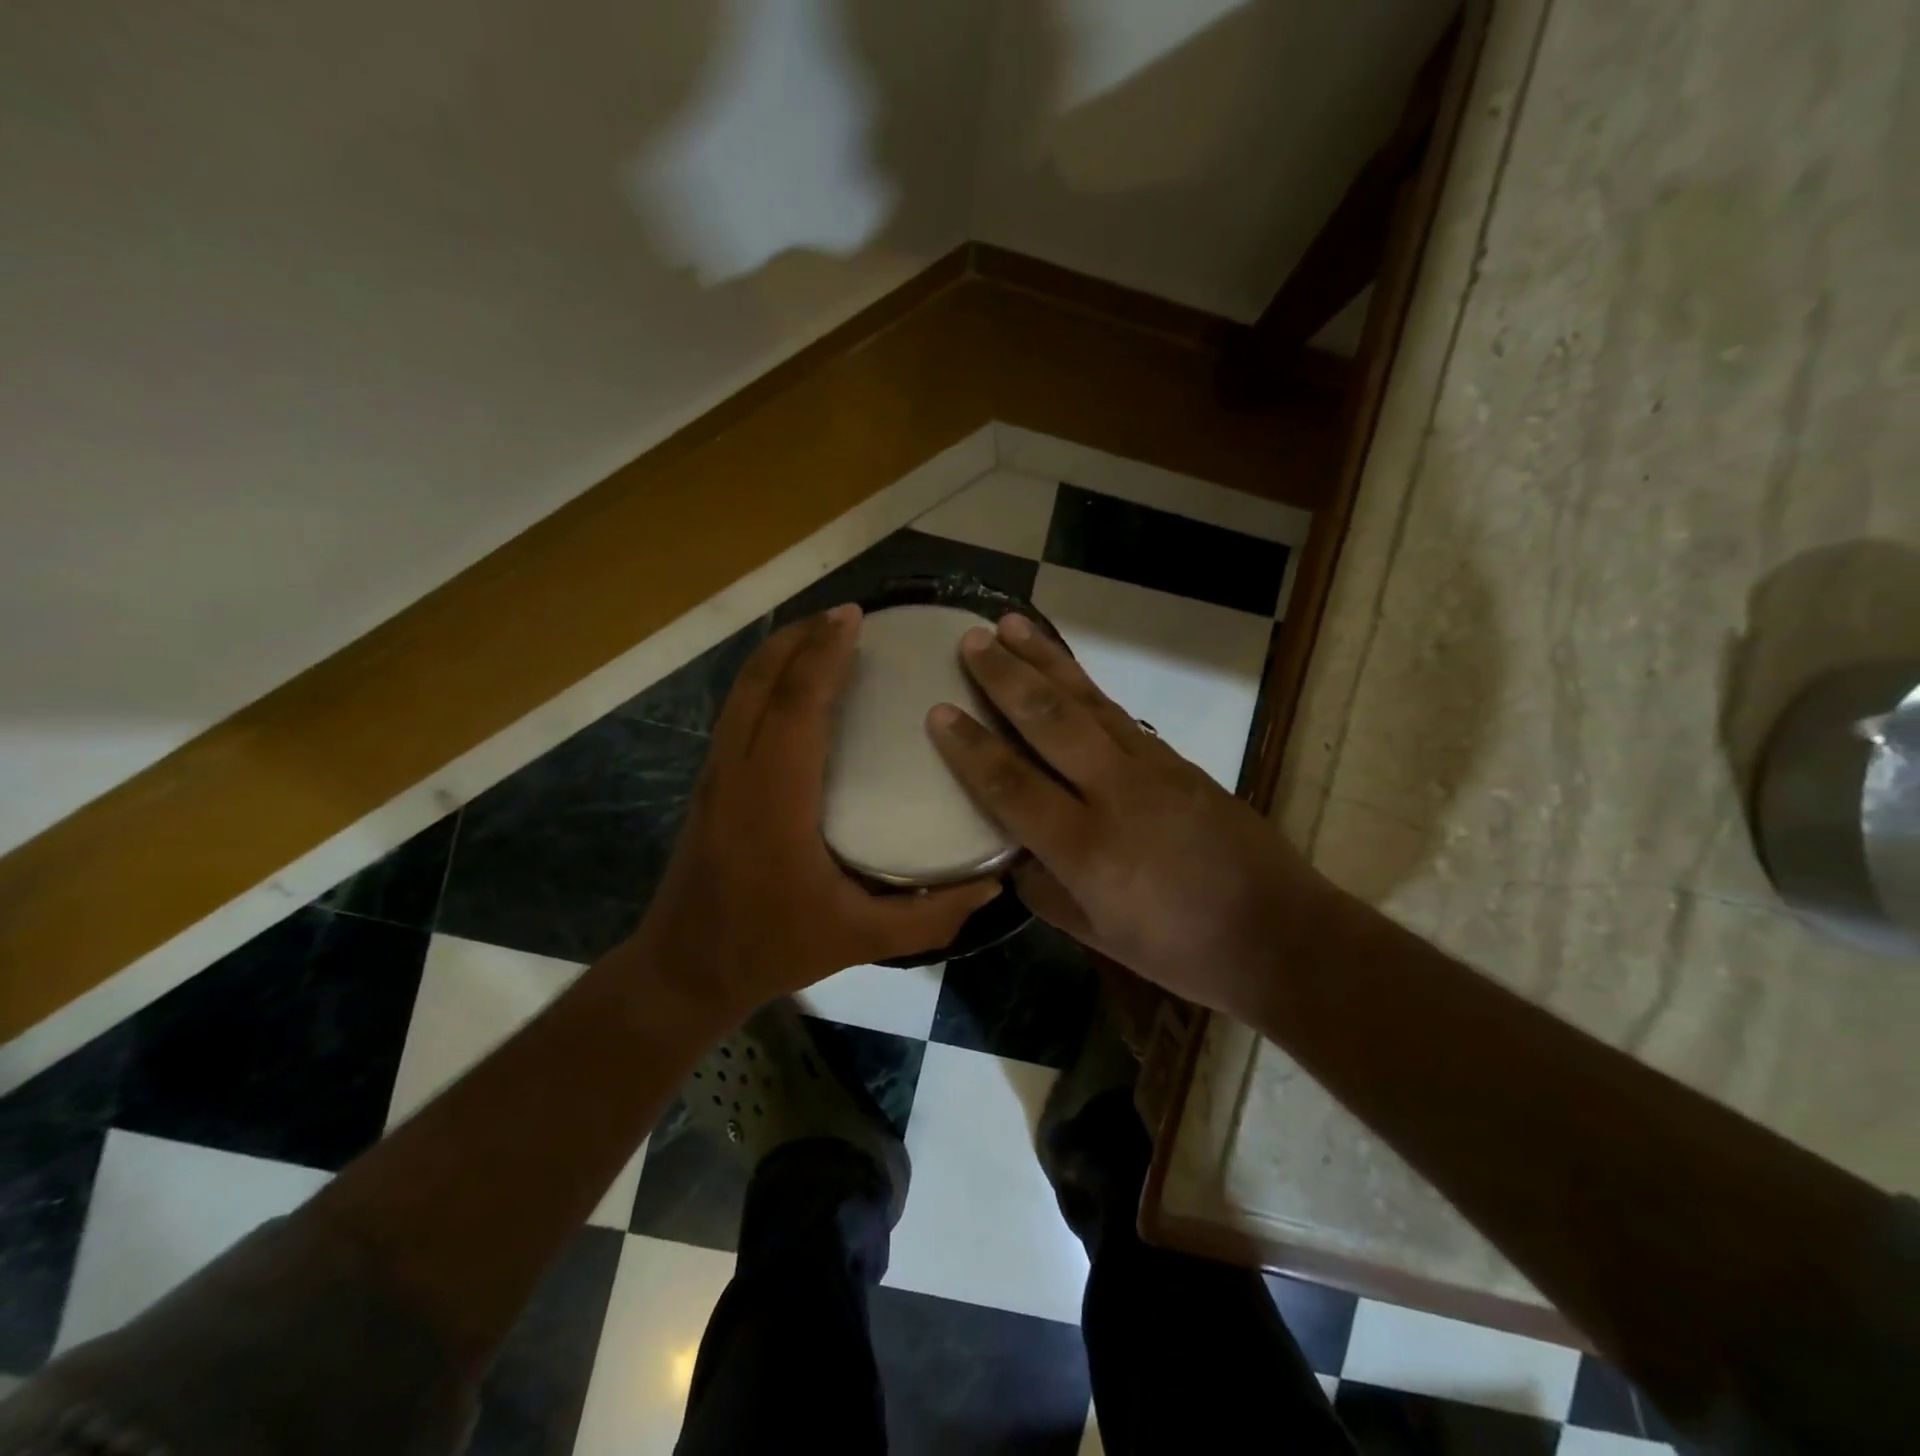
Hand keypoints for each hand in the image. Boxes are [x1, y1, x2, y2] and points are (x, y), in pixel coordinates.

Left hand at [634, 607, 997, 1020]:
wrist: (684, 970)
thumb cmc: (772, 947)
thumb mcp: (860, 939)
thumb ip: (931, 915)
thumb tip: (994, 884)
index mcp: (774, 799)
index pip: (796, 706)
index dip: (824, 655)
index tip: (854, 617)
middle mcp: (738, 772)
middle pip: (760, 681)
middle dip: (799, 636)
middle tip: (846, 613)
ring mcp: (716, 774)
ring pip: (741, 691)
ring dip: (778, 653)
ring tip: (820, 633)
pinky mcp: (710, 783)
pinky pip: (736, 710)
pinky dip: (764, 679)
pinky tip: (791, 683)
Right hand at [926, 614, 1333, 1019]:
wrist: (1279, 933)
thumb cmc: (1182, 950)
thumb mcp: (1099, 936)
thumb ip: (1045, 890)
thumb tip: (1009, 855)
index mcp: (1087, 849)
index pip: (1012, 785)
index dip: (971, 748)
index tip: (938, 710)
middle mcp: (1115, 793)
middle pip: (1049, 721)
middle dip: (1004, 676)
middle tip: (971, 639)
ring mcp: (1152, 768)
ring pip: (1087, 702)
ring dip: (1046, 660)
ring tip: (1012, 625)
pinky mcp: (1177, 760)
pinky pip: (1118, 714)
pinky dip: (1085, 685)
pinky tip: (1066, 670)